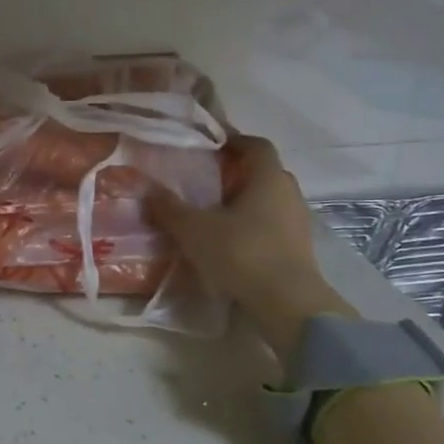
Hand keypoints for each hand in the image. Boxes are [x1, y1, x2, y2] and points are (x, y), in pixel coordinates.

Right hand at [149, 136, 355, 364]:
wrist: (287, 304)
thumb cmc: (241, 253)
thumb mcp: (194, 229)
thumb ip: (169, 208)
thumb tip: (145, 188)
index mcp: (268, 178)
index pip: (256, 145)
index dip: (234, 140)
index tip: (210, 145)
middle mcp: (288, 193)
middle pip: (263, 172)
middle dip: (236, 173)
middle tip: (206, 180)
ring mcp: (297, 222)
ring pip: (269, 201)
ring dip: (244, 202)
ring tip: (213, 213)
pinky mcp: (298, 249)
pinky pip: (272, 225)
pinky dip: (252, 226)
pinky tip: (230, 241)